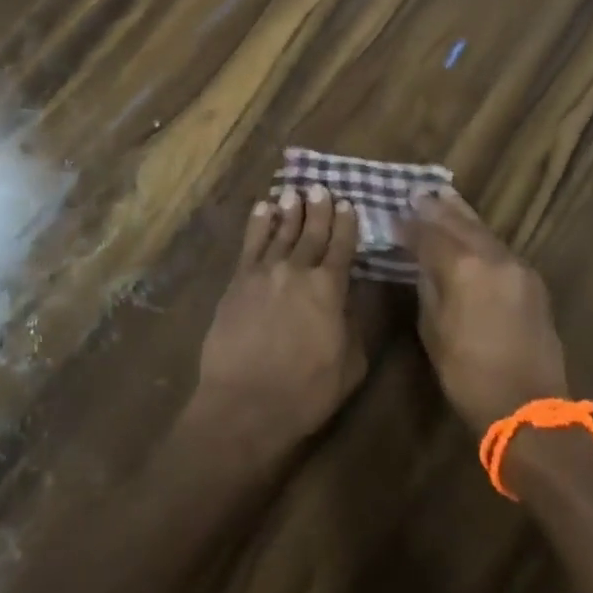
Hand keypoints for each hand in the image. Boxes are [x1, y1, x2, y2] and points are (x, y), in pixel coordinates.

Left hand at [189, 186, 366, 460]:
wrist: (245, 404)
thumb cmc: (306, 392)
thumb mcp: (351, 364)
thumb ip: (355, 324)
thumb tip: (352, 297)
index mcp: (330, 288)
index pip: (342, 246)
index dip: (346, 223)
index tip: (348, 203)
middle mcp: (298, 270)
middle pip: (311, 232)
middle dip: (318, 208)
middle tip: (321, 188)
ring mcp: (264, 273)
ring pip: (280, 231)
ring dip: (289, 210)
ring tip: (294, 192)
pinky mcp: (238, 281)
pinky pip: (251, 244)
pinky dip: (258, 223)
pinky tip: (263, 209)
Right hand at [394, 189, 569, 435]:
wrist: (529, 409)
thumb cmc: (469, 376)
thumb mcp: (434, 330)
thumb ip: (428, 286)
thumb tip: (421, 261)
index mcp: (464, 268)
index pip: (430, 235)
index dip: (410, 225)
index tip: (393, 215)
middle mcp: (493, 257)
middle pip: (460, 223)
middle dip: (436, 208)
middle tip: (418, 193)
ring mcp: (517, 266)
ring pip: (483, 230)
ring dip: (461, 214)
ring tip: (443, 196)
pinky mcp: (531, 280)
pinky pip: (499, 246)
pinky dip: (480, 234)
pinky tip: (470, 230)